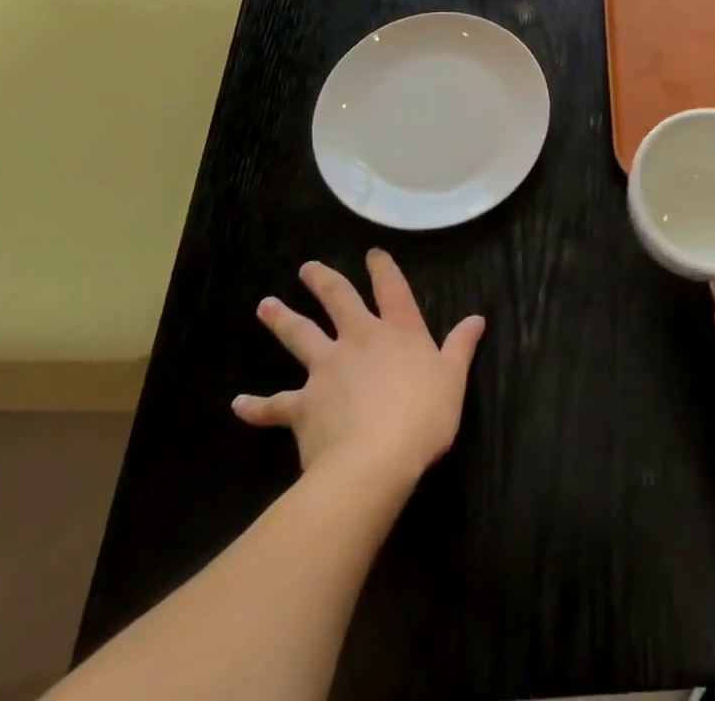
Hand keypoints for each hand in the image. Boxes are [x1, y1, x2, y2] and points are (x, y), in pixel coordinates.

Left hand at [233, 249, 485, 484]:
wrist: (374, 461)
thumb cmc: (422, 416)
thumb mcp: (453, 379)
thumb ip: (460, 347)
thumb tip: (477, 318)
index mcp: (398, 331)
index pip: (391, 289)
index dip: (383, 269)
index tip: (372, 253)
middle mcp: (359, 340)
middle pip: (338, 300)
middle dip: (323, 281)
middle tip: (307, 268)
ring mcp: (327, 369)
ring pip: (300, 337)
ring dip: (282, 320)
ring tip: (265, 305)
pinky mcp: (302, 405)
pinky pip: (274, 405)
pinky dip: (255, 406)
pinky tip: (238, 404)